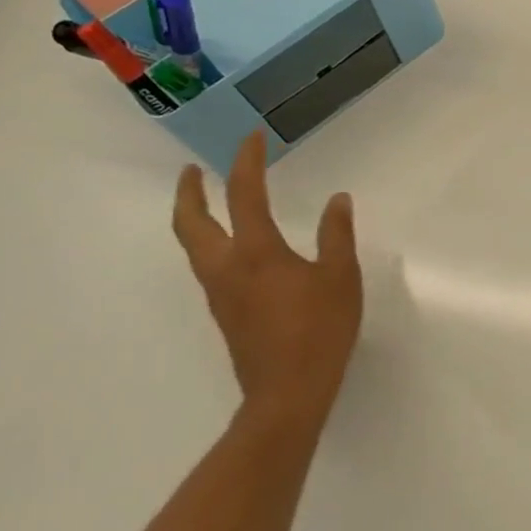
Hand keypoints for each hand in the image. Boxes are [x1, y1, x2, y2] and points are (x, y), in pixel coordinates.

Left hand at [171, 131, 362, 428]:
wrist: (287, 392)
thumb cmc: (319, 330)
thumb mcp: (340, 277)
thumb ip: (336, 235)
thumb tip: (337, 200)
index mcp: (255, 252)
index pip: (244, 195)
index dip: (246, 163)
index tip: (251, 138)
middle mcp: (226, 268)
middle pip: (191, 223)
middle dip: (190, 192)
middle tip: (194, 170)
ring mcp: (220, 293)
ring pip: (193, 246)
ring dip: (194, 217)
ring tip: (207, 201)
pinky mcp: (225, 313)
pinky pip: (207, 265)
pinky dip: (209, 241)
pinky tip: (233, 247)